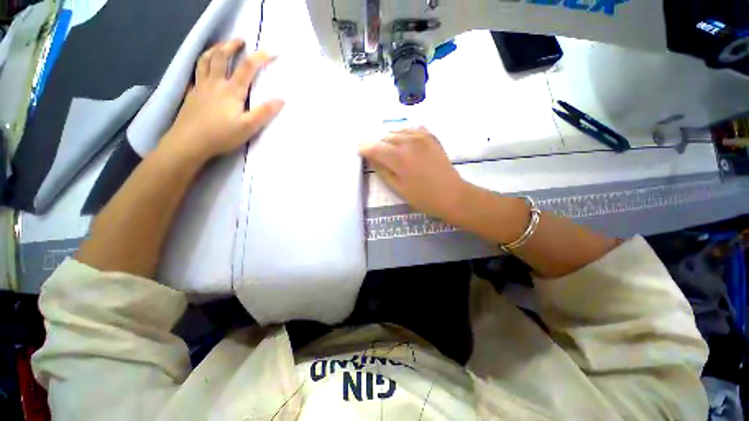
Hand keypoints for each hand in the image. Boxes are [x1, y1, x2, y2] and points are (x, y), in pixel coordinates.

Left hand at [160, 39, 284, 163]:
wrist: (189, 142)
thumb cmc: (221, 135)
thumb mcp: (248, 127)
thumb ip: (264, 112)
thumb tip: (281, 100)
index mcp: (232, 90)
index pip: (247, 68)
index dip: (260, 57)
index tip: (272, 53)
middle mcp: (215, 83)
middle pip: (222, 56)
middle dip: (232, 46)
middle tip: (240, 40)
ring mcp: (201, 86)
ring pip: (205, 60)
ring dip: (214, 49)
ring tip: (221, 45)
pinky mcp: (192, 93)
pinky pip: (196, 72)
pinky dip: (201, 64)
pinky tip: (204, 67)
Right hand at [359, 128, 468, 222]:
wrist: (451, 195)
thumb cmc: (423, 197)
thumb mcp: (398, 188)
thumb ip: (382, 171)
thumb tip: (372, 158)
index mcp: (399, 158)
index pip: (375, 148)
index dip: (365, 148)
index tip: (359, 150)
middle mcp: (409, 142)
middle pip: (385, 138)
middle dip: (377, 145)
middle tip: (375, 154)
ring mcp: (422, 137)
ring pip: (398, 132)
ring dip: (390, 139)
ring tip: (389, 150)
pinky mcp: (431, 137)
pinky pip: (412, 129)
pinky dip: (404, 134)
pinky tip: (404, 143)